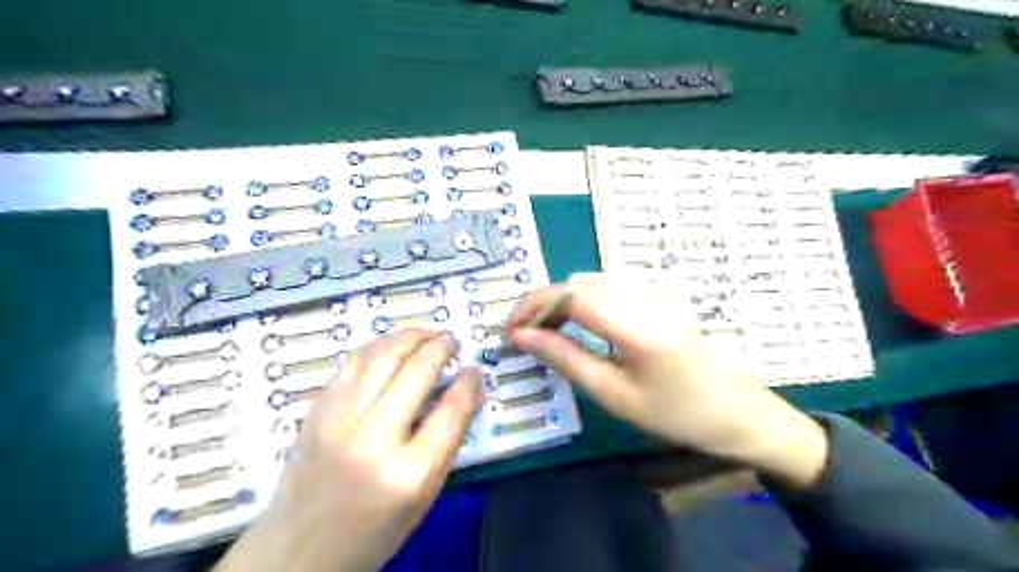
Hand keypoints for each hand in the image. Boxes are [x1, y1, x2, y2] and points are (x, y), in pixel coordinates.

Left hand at [211, 330, 482, 571]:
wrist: (299, 549)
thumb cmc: (374, 529)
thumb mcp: (424, 495)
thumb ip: (447, 440)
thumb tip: (465, 391)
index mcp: (409, 473)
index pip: (451, 410)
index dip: (468, 383)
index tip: (473, 370)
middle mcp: (373, 440)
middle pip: (416, 372)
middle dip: (440, 348)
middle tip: (451, 342)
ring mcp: (339, 420)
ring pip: (381, 356)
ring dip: (410, 337)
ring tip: (426, 335)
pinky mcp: (317, 410)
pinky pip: (353, 362)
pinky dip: (379, 345)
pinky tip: (393, 346)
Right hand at [505, 274, 831, 488]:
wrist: (732, 409)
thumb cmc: (673, 413)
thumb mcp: (613, 394)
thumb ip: (565, 358)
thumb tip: (521, 336)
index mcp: (638, 326)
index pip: (571, 296)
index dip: (533, 307)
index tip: (509, 330)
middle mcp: (646, 296)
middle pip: (578, 283)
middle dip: (543, 303)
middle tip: (523, 334)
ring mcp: (655, 290)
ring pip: (590, 280)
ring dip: (560, 300)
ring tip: (544, 331)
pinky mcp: (657, 293)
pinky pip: (607, 286)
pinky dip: (581, 300)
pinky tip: (574, 323)